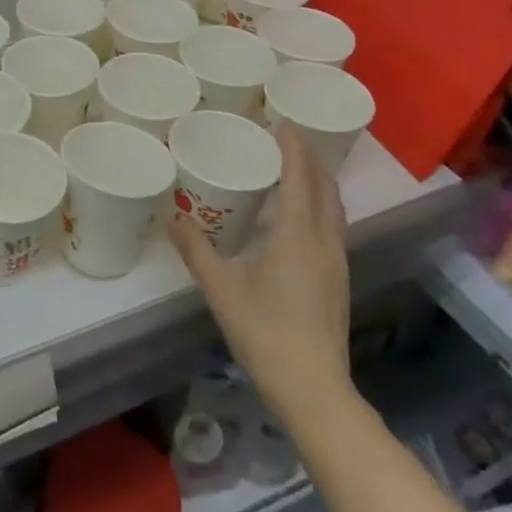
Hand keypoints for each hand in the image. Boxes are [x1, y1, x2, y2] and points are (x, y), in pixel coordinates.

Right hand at [171, 125, 350, 397]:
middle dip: (308, 158)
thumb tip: (173, 217)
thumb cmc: (265, 333)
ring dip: (317, 181)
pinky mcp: (338, 279)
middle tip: (283, 139)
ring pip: (333, 207)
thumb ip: (196, 250)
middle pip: (324, 187)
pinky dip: (318, 205)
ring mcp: (337, 262)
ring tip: (293, 169)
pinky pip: (332, 225)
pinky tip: (298, 216)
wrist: (313, 389)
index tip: (281, 122)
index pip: (300, 177)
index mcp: (298, 234)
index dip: (293, 147)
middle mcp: (324, 240)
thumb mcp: (221, 289)